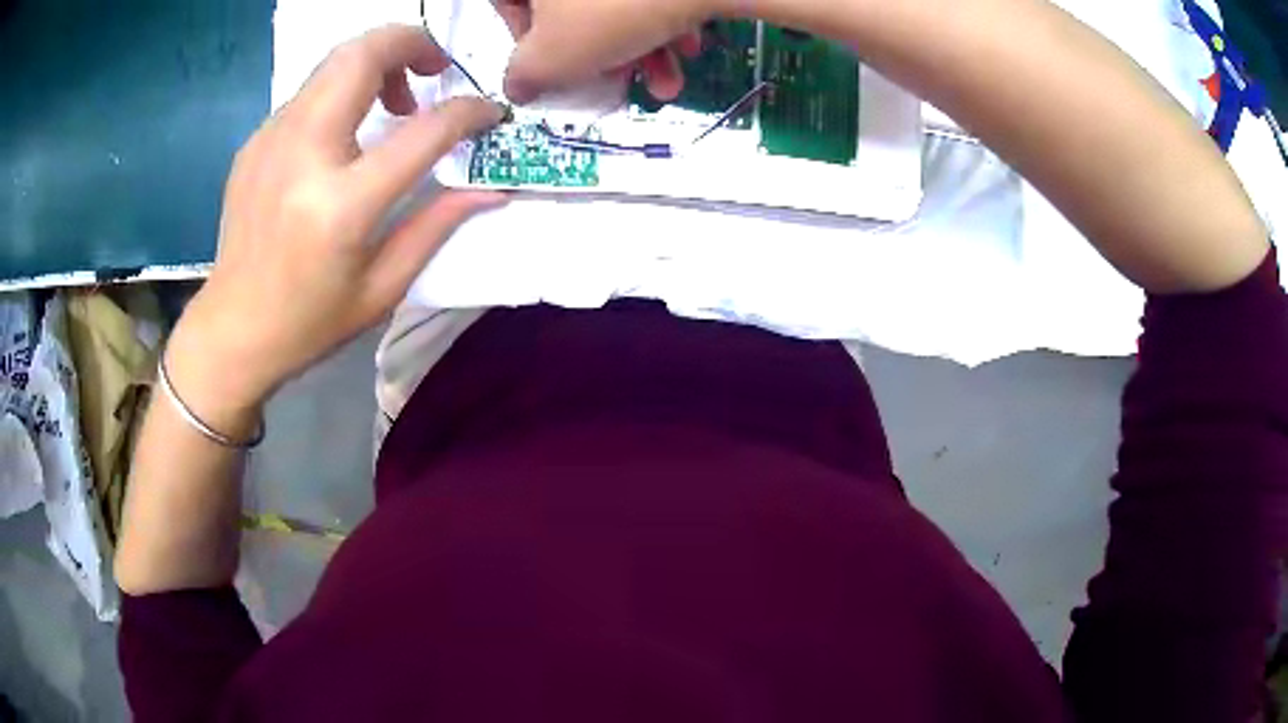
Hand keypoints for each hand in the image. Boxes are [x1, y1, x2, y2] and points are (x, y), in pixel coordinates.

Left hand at [167, 24, 505, 435]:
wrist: (231, 331)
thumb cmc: (309, 322)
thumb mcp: (383, 288)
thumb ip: (437, 226)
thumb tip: (492, 190)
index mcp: (341, 205)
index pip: (424, 130)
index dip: (469, 112)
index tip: (489, 114)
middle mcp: (303, 155)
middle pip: (363, 55)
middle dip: (413, 43)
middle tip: (435, 72)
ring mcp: (272, 142)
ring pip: (334, 61)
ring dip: (377, 62)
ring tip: (395, 102)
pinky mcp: (255, 142)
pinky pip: (310, 92)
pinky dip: (343, 91)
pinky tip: (347, 133)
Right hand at [494, 0, 715, 103]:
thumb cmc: (614, 8)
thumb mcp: (549, 60)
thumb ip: (523, 77)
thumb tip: (520, 85)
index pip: (506, 3)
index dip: (524, 38)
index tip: (553, 65)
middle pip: (566, 5)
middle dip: (597, 52)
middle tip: (618, 78)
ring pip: (613, 0)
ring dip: (639, 47)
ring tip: (665, 81)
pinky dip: (665, 18)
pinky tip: (686, 45)